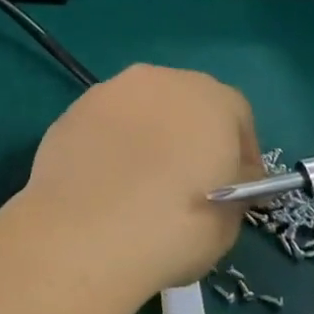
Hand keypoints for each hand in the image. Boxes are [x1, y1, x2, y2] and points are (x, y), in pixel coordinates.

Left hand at [19, 65, 259, 301]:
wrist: (83, 233)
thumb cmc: (172, 228)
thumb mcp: (229, 221)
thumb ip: (237, 186)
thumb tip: (229, 175)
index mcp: (210, 99)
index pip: (237, 116)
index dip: (241, 152)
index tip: (238, 189)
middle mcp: (159, 80)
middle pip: (186, 102)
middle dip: (192, 135)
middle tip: (189, 181)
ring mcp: (110, 91)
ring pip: (142, 108)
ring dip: (149, 134)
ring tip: (142, 182)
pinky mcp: (73, 109)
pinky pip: (107, 124)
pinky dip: (112, 143)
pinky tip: (107, 181)